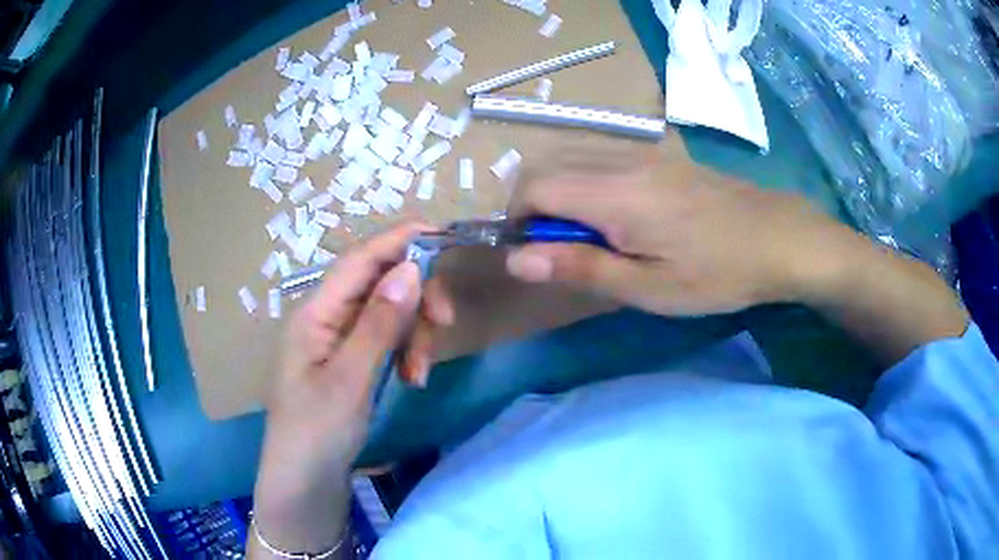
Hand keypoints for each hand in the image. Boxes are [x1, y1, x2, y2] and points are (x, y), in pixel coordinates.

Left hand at [251, 222, 453, 555]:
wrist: (305, 482)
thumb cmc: (317, 432)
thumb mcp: (350, 380)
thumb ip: (379, 323)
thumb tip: (411, 267)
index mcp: (315, 312)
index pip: (359, 259)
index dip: (399, 240)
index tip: (443, 233)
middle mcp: (326, 316)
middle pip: (379, 283)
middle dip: (415, 298)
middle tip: (445, 324)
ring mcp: (339, 339)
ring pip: (388, 312)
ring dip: (413, 333)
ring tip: (420, 375)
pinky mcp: (351, 360)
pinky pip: (386, 339)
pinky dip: (405, 352)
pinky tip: (412, 378)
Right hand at [505, 148, 857, 315]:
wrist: (776, 236)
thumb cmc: (716, 272)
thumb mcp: (648, 287)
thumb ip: (579, 267)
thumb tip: (516, 258)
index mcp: (612, 193)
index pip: (532, 186)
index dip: (517, 219)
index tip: (535, 255)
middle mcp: (618, 158)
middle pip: (544, 165)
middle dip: (533, 205)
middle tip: (561, 250)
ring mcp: (640, 150)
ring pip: (570, 156)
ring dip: (558, 192)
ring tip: (589, 236)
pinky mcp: (656, 153)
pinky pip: (598, 156)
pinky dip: (584, 181)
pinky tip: (617, 214)